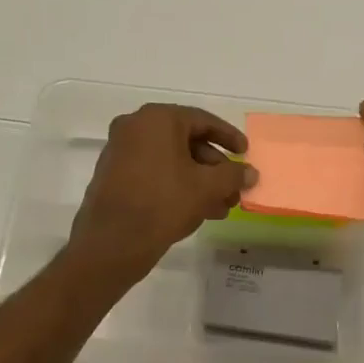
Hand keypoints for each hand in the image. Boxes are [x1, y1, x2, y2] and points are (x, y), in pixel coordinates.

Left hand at [69, 105, 255, 282]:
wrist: (112, 243)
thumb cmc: (163, 203)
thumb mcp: (207, 187)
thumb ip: (233, 175)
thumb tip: (251, 173)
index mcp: (157, 119)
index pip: (203, 121)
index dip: (229, 137)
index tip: (245, 152)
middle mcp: (134, 127)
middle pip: (187, 142)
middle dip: (215, 168)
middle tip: (233, 189)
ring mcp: (120, 152)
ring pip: (171, 161)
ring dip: (199, 181)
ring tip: (221, 207)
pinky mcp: (114, 176)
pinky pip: (154, 173)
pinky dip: (177, 186)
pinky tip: (197, 210)